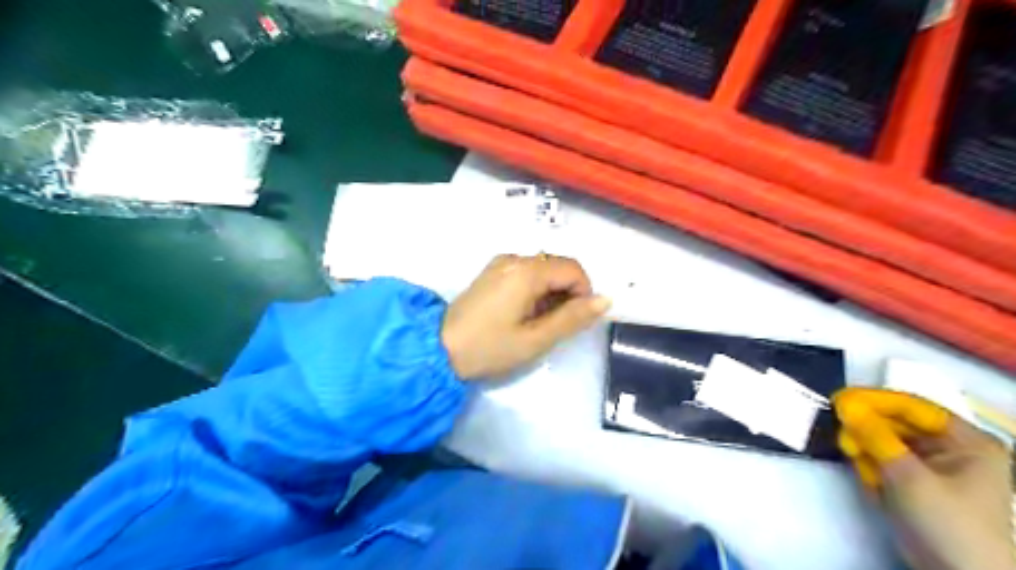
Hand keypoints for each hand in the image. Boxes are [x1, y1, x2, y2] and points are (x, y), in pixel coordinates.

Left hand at [439, 251, 610, 378]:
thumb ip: (572, 318)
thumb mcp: (536, 339)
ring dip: (551, 293)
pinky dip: (535, 290)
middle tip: (554, 325)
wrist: (438, 349)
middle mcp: (514, 258)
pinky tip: (522, 314)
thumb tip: (605, 299)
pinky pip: (526, 273)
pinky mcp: (492, 272)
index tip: (573, 321)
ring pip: (543, 270)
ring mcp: (500, 263)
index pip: (573, 269)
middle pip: (558, 266)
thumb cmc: (489, 347)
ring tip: (536, 323)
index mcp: (527, 271)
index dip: (583, 293)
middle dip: (567, 293)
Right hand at [838, 387, 1010, 569]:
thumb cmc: (947, 522)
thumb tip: (843, 403)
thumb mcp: (908, 476)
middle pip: (896, 424)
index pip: (912, 406)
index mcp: (966, 441)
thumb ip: (874, 435)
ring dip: (867, 451)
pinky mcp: (914, 483)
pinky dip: (872, 468)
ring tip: (859, 466)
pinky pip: (884, 461)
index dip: (875, 400)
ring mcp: (932, 466)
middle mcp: (951, 448)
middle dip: (868, 431)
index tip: (839, 399)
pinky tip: (872, 484)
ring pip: (885, 442)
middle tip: (844, 439)